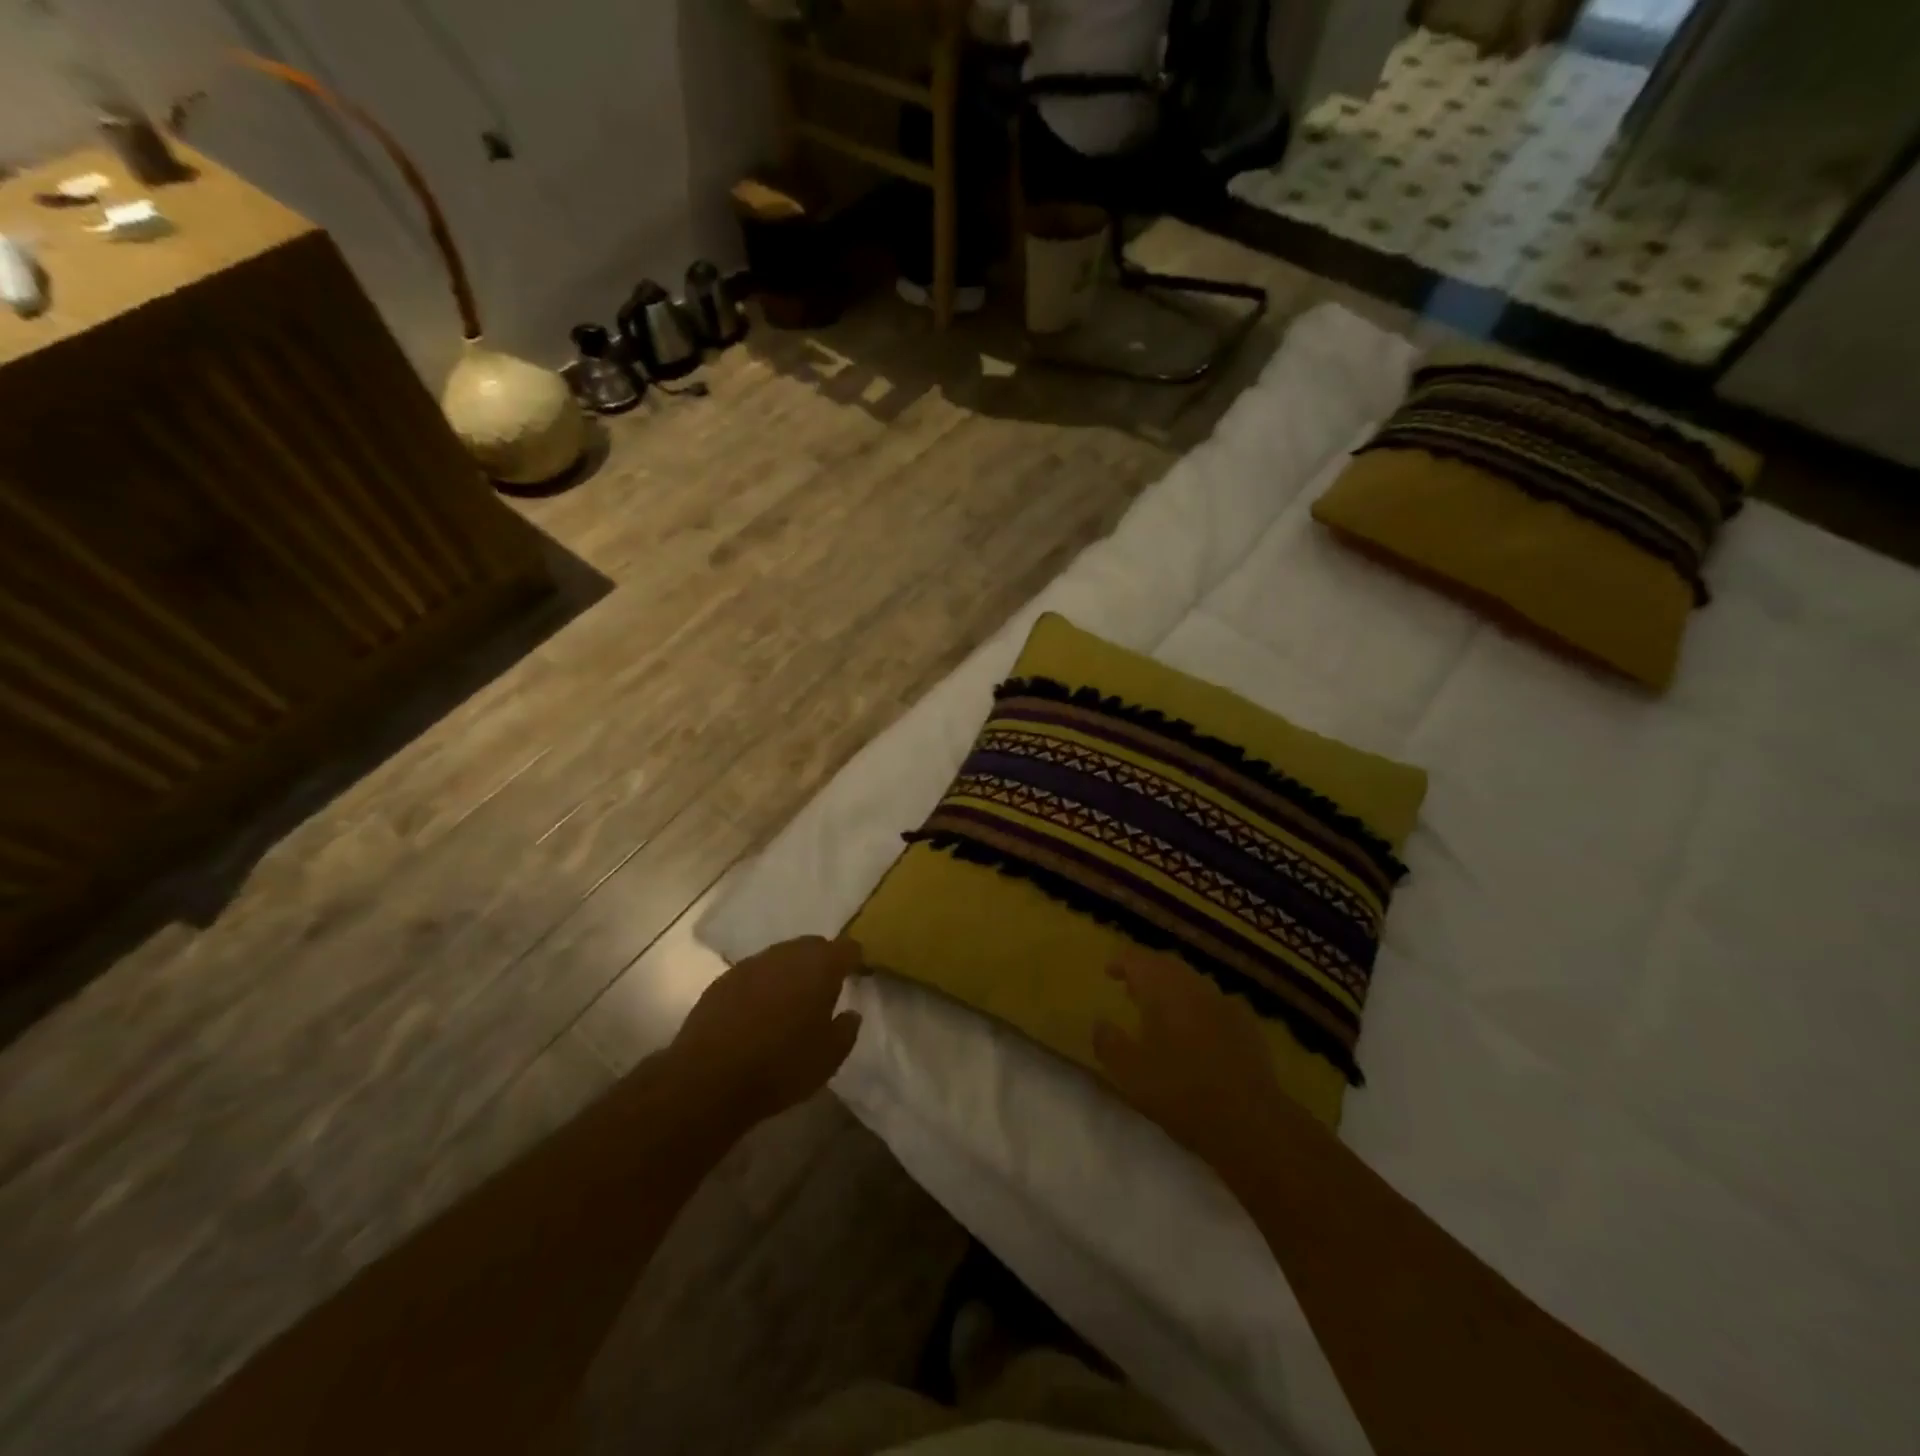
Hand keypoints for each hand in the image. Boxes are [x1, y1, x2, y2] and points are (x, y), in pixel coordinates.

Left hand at [668, 935, 864, 1129]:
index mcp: (819, 966)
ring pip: (781, 957)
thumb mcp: (829, 1058)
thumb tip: (850, 1013)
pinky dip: (763, 985)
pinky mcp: (723, 980)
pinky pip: (754, 974)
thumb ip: (846, 1029)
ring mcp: (751, 964)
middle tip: (825, 989)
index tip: (858, 975)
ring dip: (790, 972)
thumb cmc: (781, 1066)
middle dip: (822, 961)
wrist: (709, 1079)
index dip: (855, 960)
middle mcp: (786, 954)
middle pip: (812, 946)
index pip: (847, 948)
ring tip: (792, 1001)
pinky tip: (759, 1012)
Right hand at [1093, 950, 1296, 1175]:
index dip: (1121, 962)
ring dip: (1174, 988)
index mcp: (1163, 990)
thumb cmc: (1182, 1093)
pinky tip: (1198, 1030)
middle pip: (1167, 965)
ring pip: (1193, 982)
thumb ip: (1109, 1044)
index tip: (1109, 971)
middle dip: (1148, 971)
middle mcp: (1194, 986)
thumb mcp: (1131, 1074)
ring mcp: (1225, 1003)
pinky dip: (1199, 1007)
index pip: (1138, 960)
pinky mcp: (1248, 1026)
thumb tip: (1099, 1023)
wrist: (1251, 1122)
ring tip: (1162, 1009)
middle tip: (1132, 986)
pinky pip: (1215, 1003)